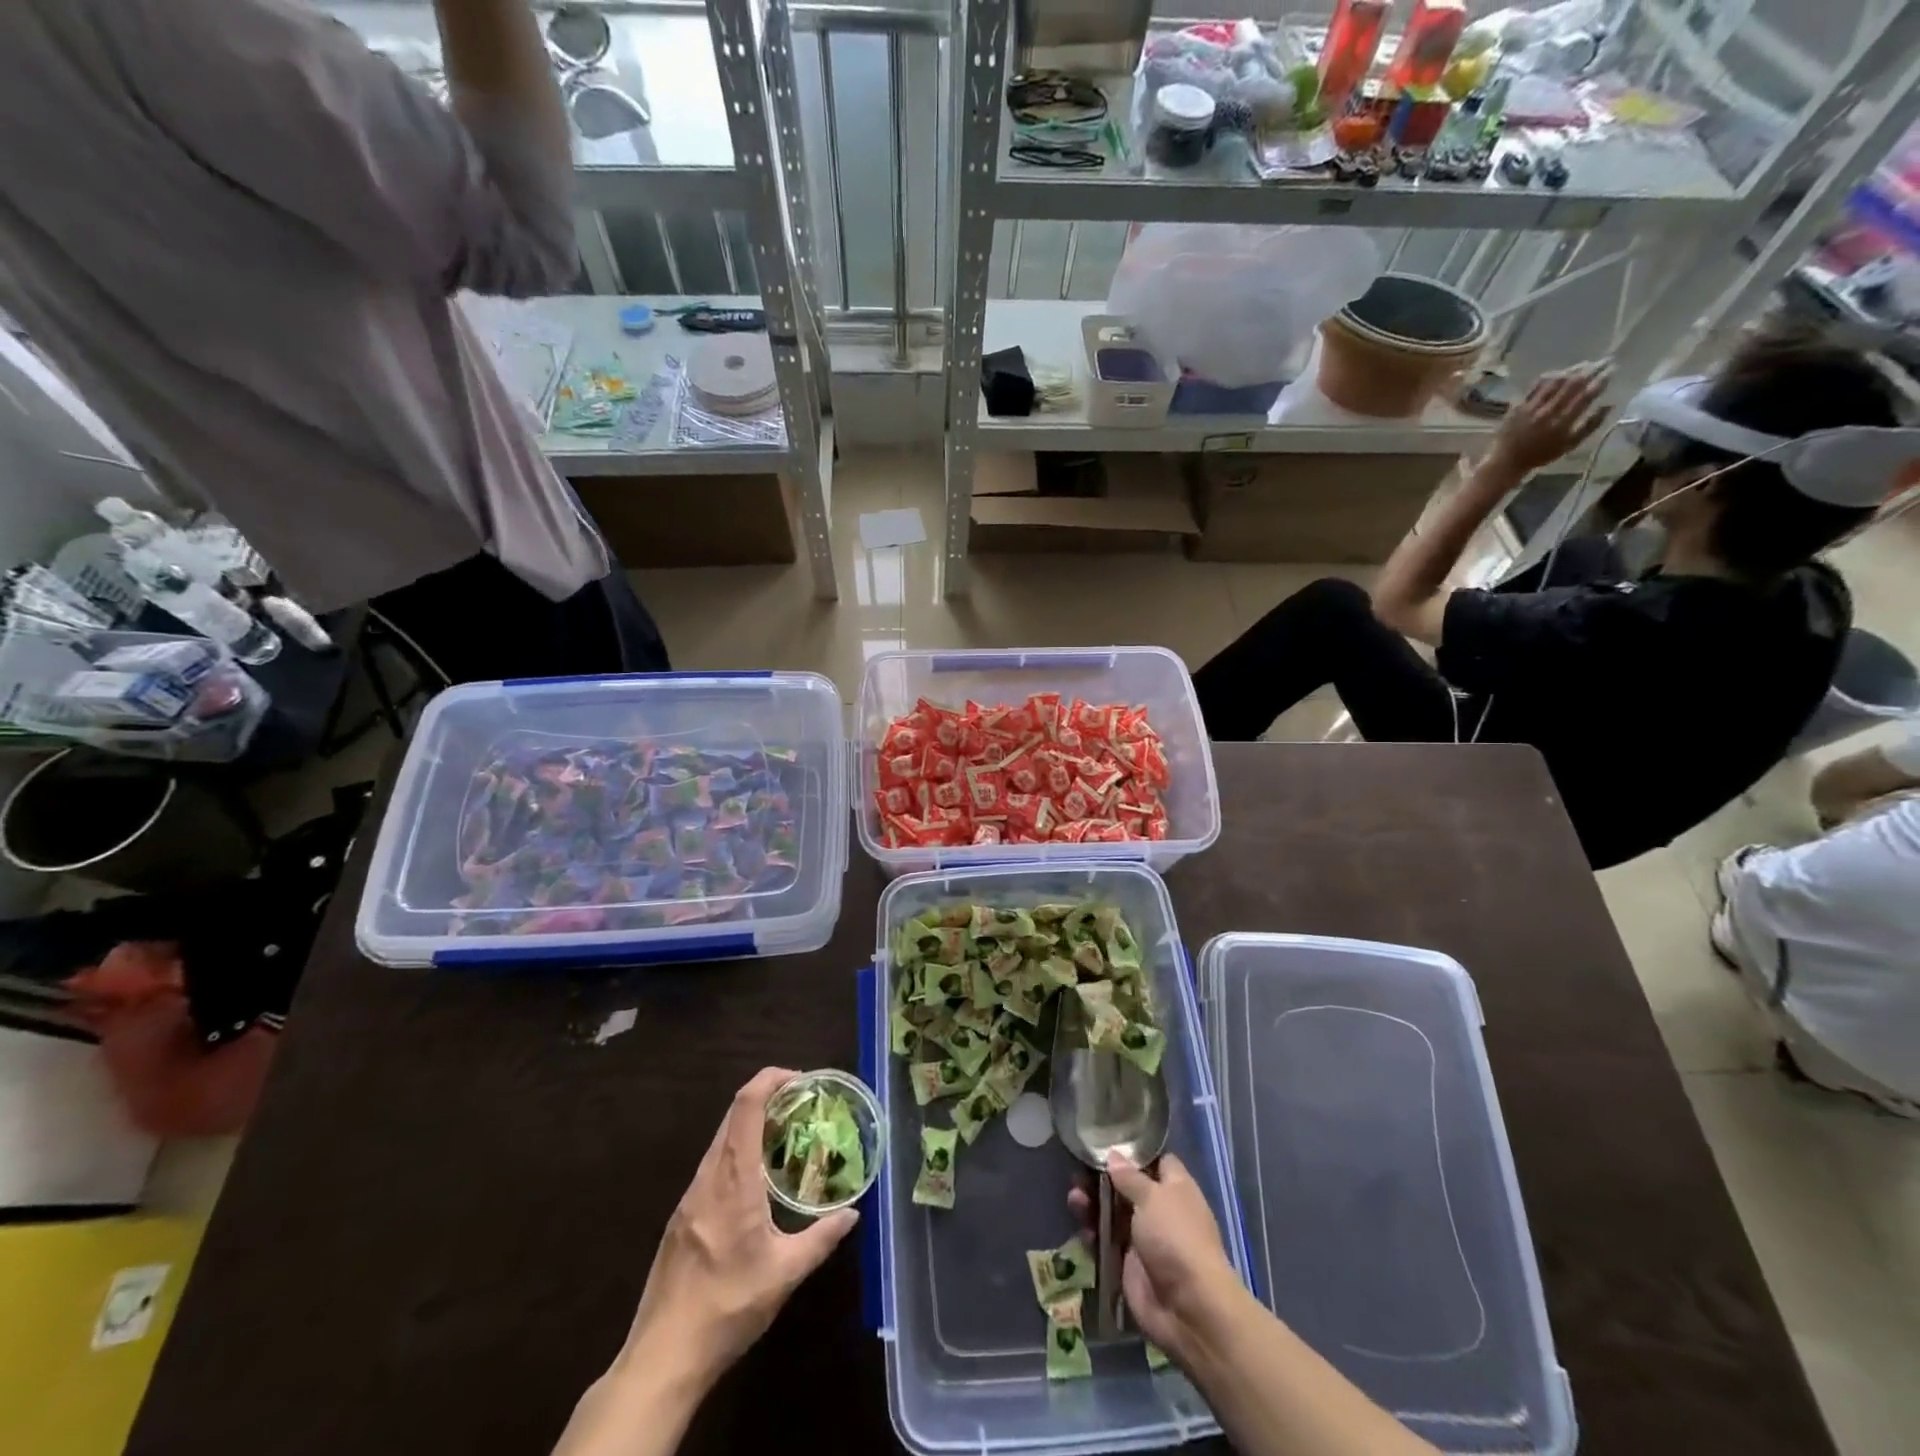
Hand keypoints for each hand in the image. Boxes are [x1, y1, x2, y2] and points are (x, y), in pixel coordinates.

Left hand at [617, 1068, 858, 1388]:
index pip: (746, 1106)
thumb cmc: (727, 1308)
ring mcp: (689, 1198)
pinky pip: (712, 1167)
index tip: (800, 1079)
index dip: (770, 1079)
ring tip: (786, 1141)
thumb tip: (852, 1213)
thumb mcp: (784, 1275)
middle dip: (767, 1099)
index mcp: (732, 1179)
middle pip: (733, 1116)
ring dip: (752, 1128)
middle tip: (802, 1107)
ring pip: (721, 1141)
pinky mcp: (681, 1218)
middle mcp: (707, 1177)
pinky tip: (757, 1184)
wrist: (662, 1357)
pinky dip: (738, 1154)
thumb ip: (822, 1239)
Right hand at [1070, 1153, 1241, 1361]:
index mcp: (1174, 1187)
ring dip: (1092, 1203)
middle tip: (1078, 1173)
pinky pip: (1105, 1239)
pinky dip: (1092, 1231)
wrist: (1188, 1309)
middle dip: (1100, 1178)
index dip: (1131, 1151)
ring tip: (1074, 1199)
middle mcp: (1158, 1208)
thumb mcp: (1152, 1198)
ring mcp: (1143, 1236)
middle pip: (1125, 1184)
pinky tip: (1082, 1228)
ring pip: (1111, 1211)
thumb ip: (1129, 1176)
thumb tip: (1113, 1155)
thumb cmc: (1176, 1238)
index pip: (1153, 1159)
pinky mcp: (1127, 1262)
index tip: (1104, 1140)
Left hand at [1489, 362, 1612, 474]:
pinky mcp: (1517, 405)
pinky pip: (1536, 386)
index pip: (1586, 395)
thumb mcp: (1569, 445)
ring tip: (1586, 364)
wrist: (1506, 460)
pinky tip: (1560, 372)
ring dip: (1573, 370)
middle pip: (1573, 384)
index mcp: (1562, 423)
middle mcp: (1547, 412)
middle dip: (1592, 369)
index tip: (1612, 369)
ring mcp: (1531, 407)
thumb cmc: (1541, 455)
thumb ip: (1590, 426)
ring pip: (1555, 381)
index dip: (1601, 380)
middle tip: (1604, 360)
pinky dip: (1550, 376)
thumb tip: (1610, 405)